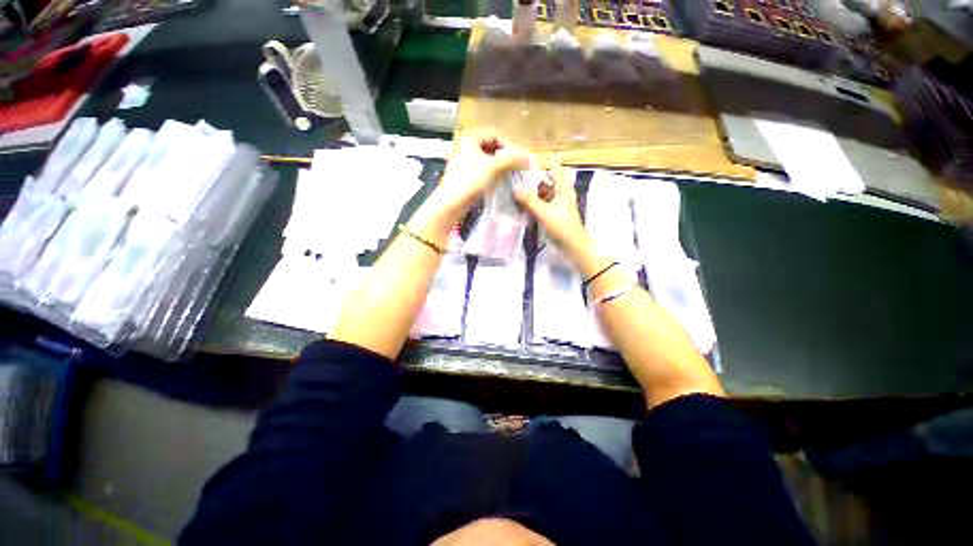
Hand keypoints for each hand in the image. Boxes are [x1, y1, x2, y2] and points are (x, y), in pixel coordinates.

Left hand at [427, 131, 529, 223]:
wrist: (451, 203)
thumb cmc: (470, 181)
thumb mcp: (493, 167)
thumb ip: (512, 160)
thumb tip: (528, 157)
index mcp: (470, 139)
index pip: (495, 135)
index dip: (509, 145)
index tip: (519, 158)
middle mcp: (465, 147)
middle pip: (491, 148)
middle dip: (505, 157)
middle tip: (516, 167)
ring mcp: (464, 163)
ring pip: (487, 161)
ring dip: (500, 167)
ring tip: (510, 175)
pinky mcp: (464, 176)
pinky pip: (482, 171)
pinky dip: (492, 175)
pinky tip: (499, 183)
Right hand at [513, 162, 591, 260]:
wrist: (573, 246)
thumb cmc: (562, 227)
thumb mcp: (545, 213)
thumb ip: (530, 201)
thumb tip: (514, 189)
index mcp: (563, 188)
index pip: (554, 167)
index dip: (542, 162)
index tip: (525, 162)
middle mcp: (560, 192)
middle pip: (545, 179)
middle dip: (531, 178)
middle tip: (513, 177)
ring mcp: (556, 203)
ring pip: (542, 192)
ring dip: (530, 191)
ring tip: (514, 189)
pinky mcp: (552, 213)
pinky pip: (540, 203)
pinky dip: (532, 202)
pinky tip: (520, 204)